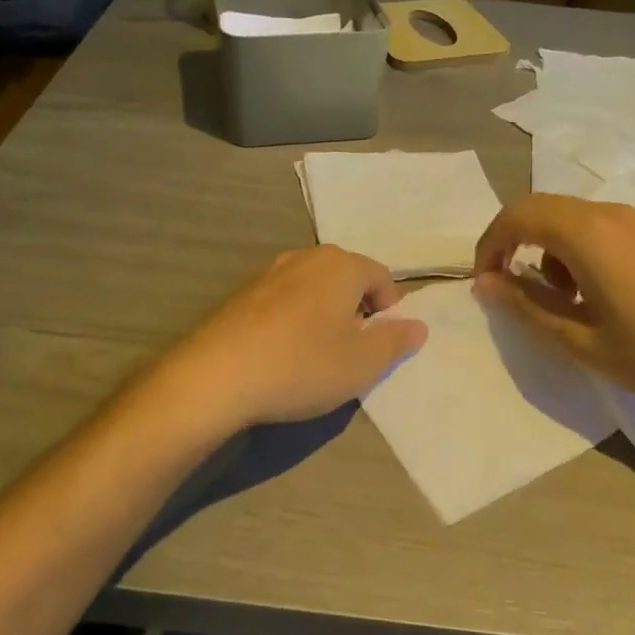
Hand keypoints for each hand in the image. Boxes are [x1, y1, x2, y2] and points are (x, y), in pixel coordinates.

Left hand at [162, 246, 427, 430]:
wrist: (216, 377)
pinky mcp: (241, 295)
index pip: (381, 276)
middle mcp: (305, 258)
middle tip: (351, 350)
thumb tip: (418, 325)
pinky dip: (292, 320)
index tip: (379, 344)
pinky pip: (283, 301)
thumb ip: (396, 341)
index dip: (389, 310)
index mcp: (341, 265)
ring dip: (323, 314)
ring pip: (313, 288)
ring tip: (316, 354)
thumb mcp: (363, 363)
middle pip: (346, 277)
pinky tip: (282, 353)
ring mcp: (269, 273)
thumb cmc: (302, 365)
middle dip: (356, 309)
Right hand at [473, 194, 634, 405]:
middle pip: (540, 208)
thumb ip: (526, 305)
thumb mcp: (578, 338)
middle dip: (513, 242)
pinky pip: (595, 227)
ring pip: (568, 217)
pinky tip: (593, 293)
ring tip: (558, 299)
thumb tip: (486, 282)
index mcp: (584, 233)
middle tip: (508, 286)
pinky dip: (574, 251)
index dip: (490, 245)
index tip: (485, 283)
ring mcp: (634, 221)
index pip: (516, 216)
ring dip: (546, 248)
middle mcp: (606, 213)